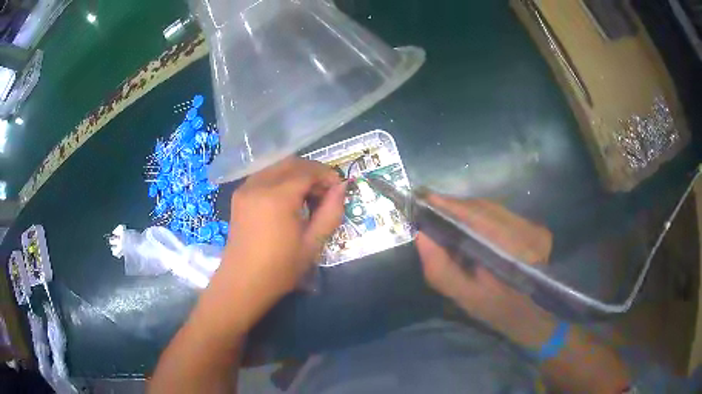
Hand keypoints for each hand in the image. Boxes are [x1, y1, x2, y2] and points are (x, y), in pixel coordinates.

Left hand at [202, 158, 345, 336]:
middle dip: (312, 172)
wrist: (243, 283)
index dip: (326, 176)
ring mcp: (245, 189)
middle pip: (291, 163)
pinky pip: (264, 176)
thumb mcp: (312, 244)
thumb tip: (341, 188)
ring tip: (307, 197)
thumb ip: (330, 212)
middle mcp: (258, 185)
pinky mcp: (239, 196)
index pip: (307, 171)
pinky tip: (287, 200)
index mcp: (277, 197)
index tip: (338, 189)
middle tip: (324, 193)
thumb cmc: (280, 269)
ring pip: (276, 167)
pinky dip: (280, 179)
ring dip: (296, 174)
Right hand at [416, 194, 555, 342]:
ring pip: (495, 209)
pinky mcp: (538, 229)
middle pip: (486, 208)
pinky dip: (485, 217)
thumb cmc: (497, 311)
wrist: (533, 317)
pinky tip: (474, 226)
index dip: (451, 205)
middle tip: (433, 209)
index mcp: (512, 251)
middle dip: (457, 207)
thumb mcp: (465, 297)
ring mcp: (536, 229)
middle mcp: (528, 232)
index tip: (425, 199)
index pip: (478, 215)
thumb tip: (421, 235)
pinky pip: (505, 215)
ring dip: (470, 211)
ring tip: (449, 217)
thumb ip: (440, 269)